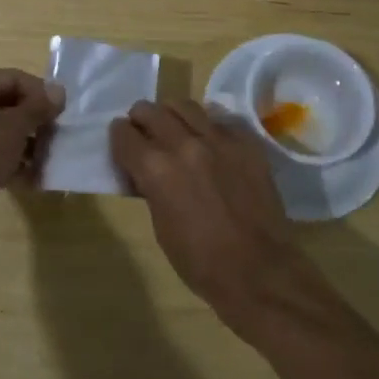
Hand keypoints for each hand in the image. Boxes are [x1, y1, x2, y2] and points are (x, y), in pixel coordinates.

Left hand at [0, 69, 63, 231]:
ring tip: (49, 158)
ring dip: (27, 144)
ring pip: (1, 132)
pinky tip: (34, 177)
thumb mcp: (14, 125)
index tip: (61, 109)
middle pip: (7, 105)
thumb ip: (38, 107)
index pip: (12, 78)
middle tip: (56, 134)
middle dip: (35, 121)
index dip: (39, 92)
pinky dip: (12, 162)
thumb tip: (59, 91)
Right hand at [109, 99, 309, 334]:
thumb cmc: (200, 262)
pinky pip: (220, 120)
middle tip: (144, 132)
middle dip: (141, 119)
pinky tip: (209, 143)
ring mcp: (219, 139)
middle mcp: (185, 144)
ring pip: (185, 106)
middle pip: (151, 110)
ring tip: (175, 129)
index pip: (124, 134)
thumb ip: (150, 187)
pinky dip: (208, 126)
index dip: (119, 138)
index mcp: (156, 169)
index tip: (123, 144)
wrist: (259, 271)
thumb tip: (145, 170)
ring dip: (172, 115)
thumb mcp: (160, 226)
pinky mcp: (246, 143)